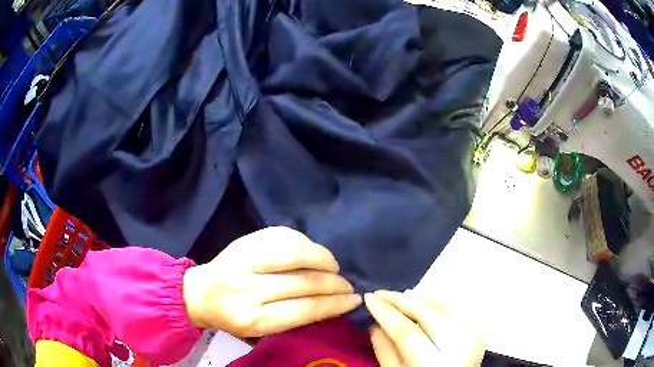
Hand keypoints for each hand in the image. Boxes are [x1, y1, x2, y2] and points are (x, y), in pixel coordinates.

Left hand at [182, 227, 361, 336]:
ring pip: (295, 252)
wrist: (200, 293)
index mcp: (254, 319)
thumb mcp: (262, 329)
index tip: (354, 300)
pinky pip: (280, 235)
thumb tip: (331, 302)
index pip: (305, 309)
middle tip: (346, 284)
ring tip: (332, 266)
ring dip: (323, 258)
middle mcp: (248, 290)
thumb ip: (293, 318)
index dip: (335, 303)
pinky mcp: (242, 242)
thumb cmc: (234, 317)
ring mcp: (243, 261)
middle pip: (304, 281)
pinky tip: (311, 250)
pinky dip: (303, 241)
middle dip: (334, 282)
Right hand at [365, 290, 484, 366]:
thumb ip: (385, 351)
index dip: (386, 312)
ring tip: (400, 295)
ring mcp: (473, 336)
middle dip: (400, 299)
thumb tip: (373, 322)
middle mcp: (459, 347)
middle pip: (428, 313)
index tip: (368, 297)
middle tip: (381, 293)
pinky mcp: (479, 329)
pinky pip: (461, 305)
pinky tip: (427, 297)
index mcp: (434, 364)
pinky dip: (443, 297)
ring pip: (445, 304)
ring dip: (420, 296)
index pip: (406, 331)